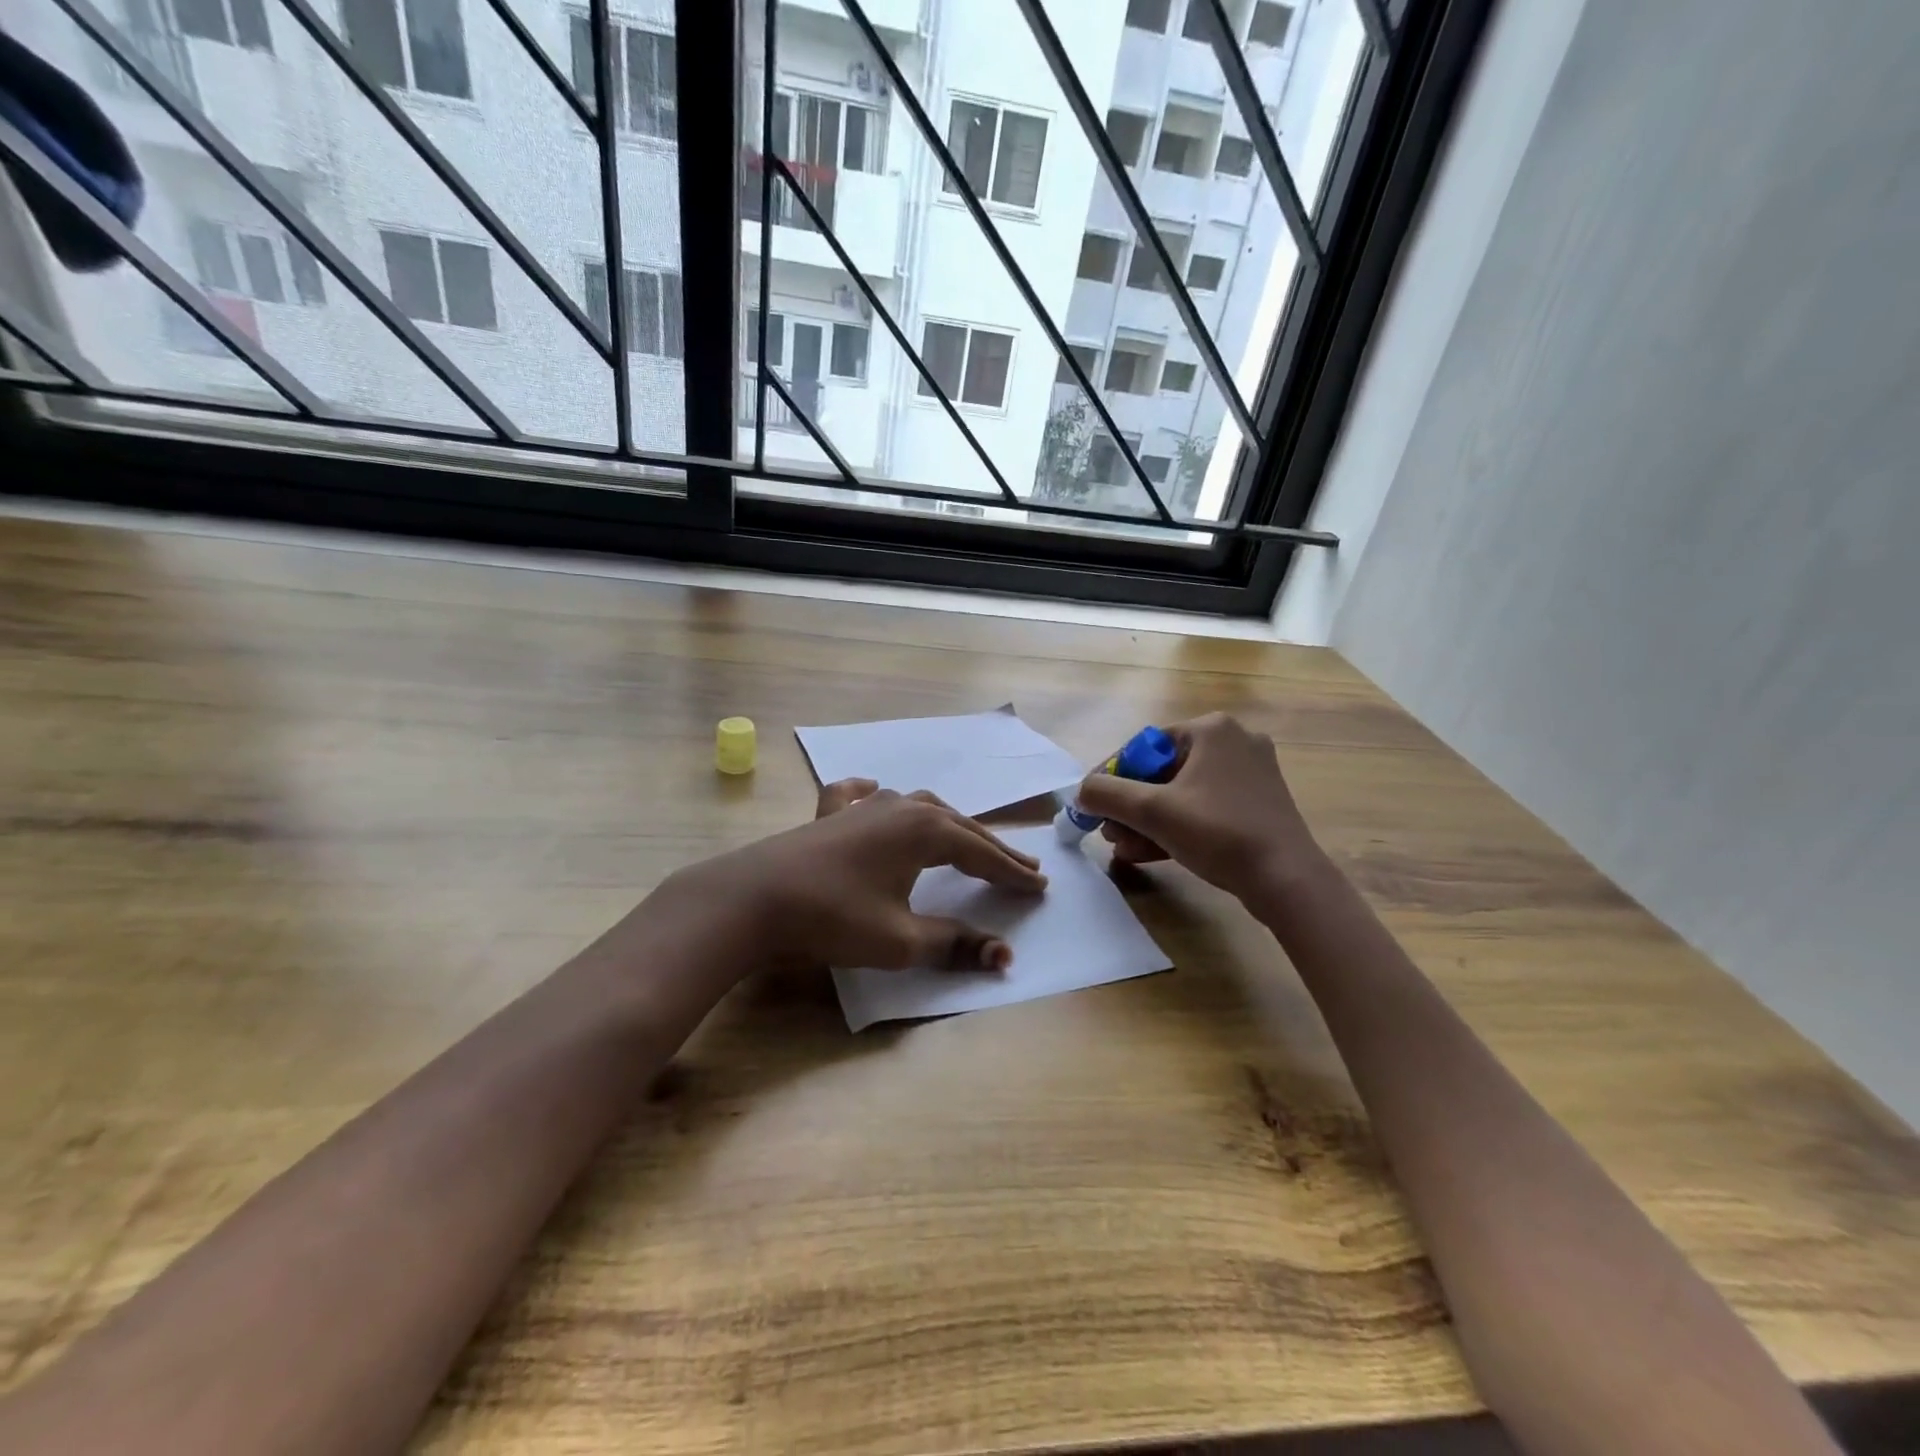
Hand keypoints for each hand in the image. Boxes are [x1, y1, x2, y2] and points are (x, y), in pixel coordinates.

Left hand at [658, 779, 1046, 975]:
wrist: (753, 898)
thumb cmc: (834, 918)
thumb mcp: (901, 940)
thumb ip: (954, 944)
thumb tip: (1005, 957)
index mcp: (925, 831)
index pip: (982, 853)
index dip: (1012, 873)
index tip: (1040, 887)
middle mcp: (901, 807)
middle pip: (959, 827)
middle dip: (992, 848)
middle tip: (1022, 867)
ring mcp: (862, 806)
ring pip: (919, 807)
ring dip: (949, 825)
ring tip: (967, 838)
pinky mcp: (828, 814)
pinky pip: (858, 796)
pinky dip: (872, 795)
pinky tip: (875, 790)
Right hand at [1073, 712, 1321, 904]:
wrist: (1286, 879)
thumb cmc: (1218, 832)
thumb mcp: (1152, 812)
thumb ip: (1107, 795)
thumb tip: (1081, 792)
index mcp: (1211, 729)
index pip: (1144, 747)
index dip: (1112, 777)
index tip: (1092, 806)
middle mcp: (1233, 742)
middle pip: (1162, 772)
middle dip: (1131, 807)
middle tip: (1110, 833)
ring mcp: (1250, 774)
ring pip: (1182, 794)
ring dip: (1148, 822)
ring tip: (1124, 848)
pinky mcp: (1258, 804)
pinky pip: (1205, 808)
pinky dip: (1177, 827)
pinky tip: (1149, 854)